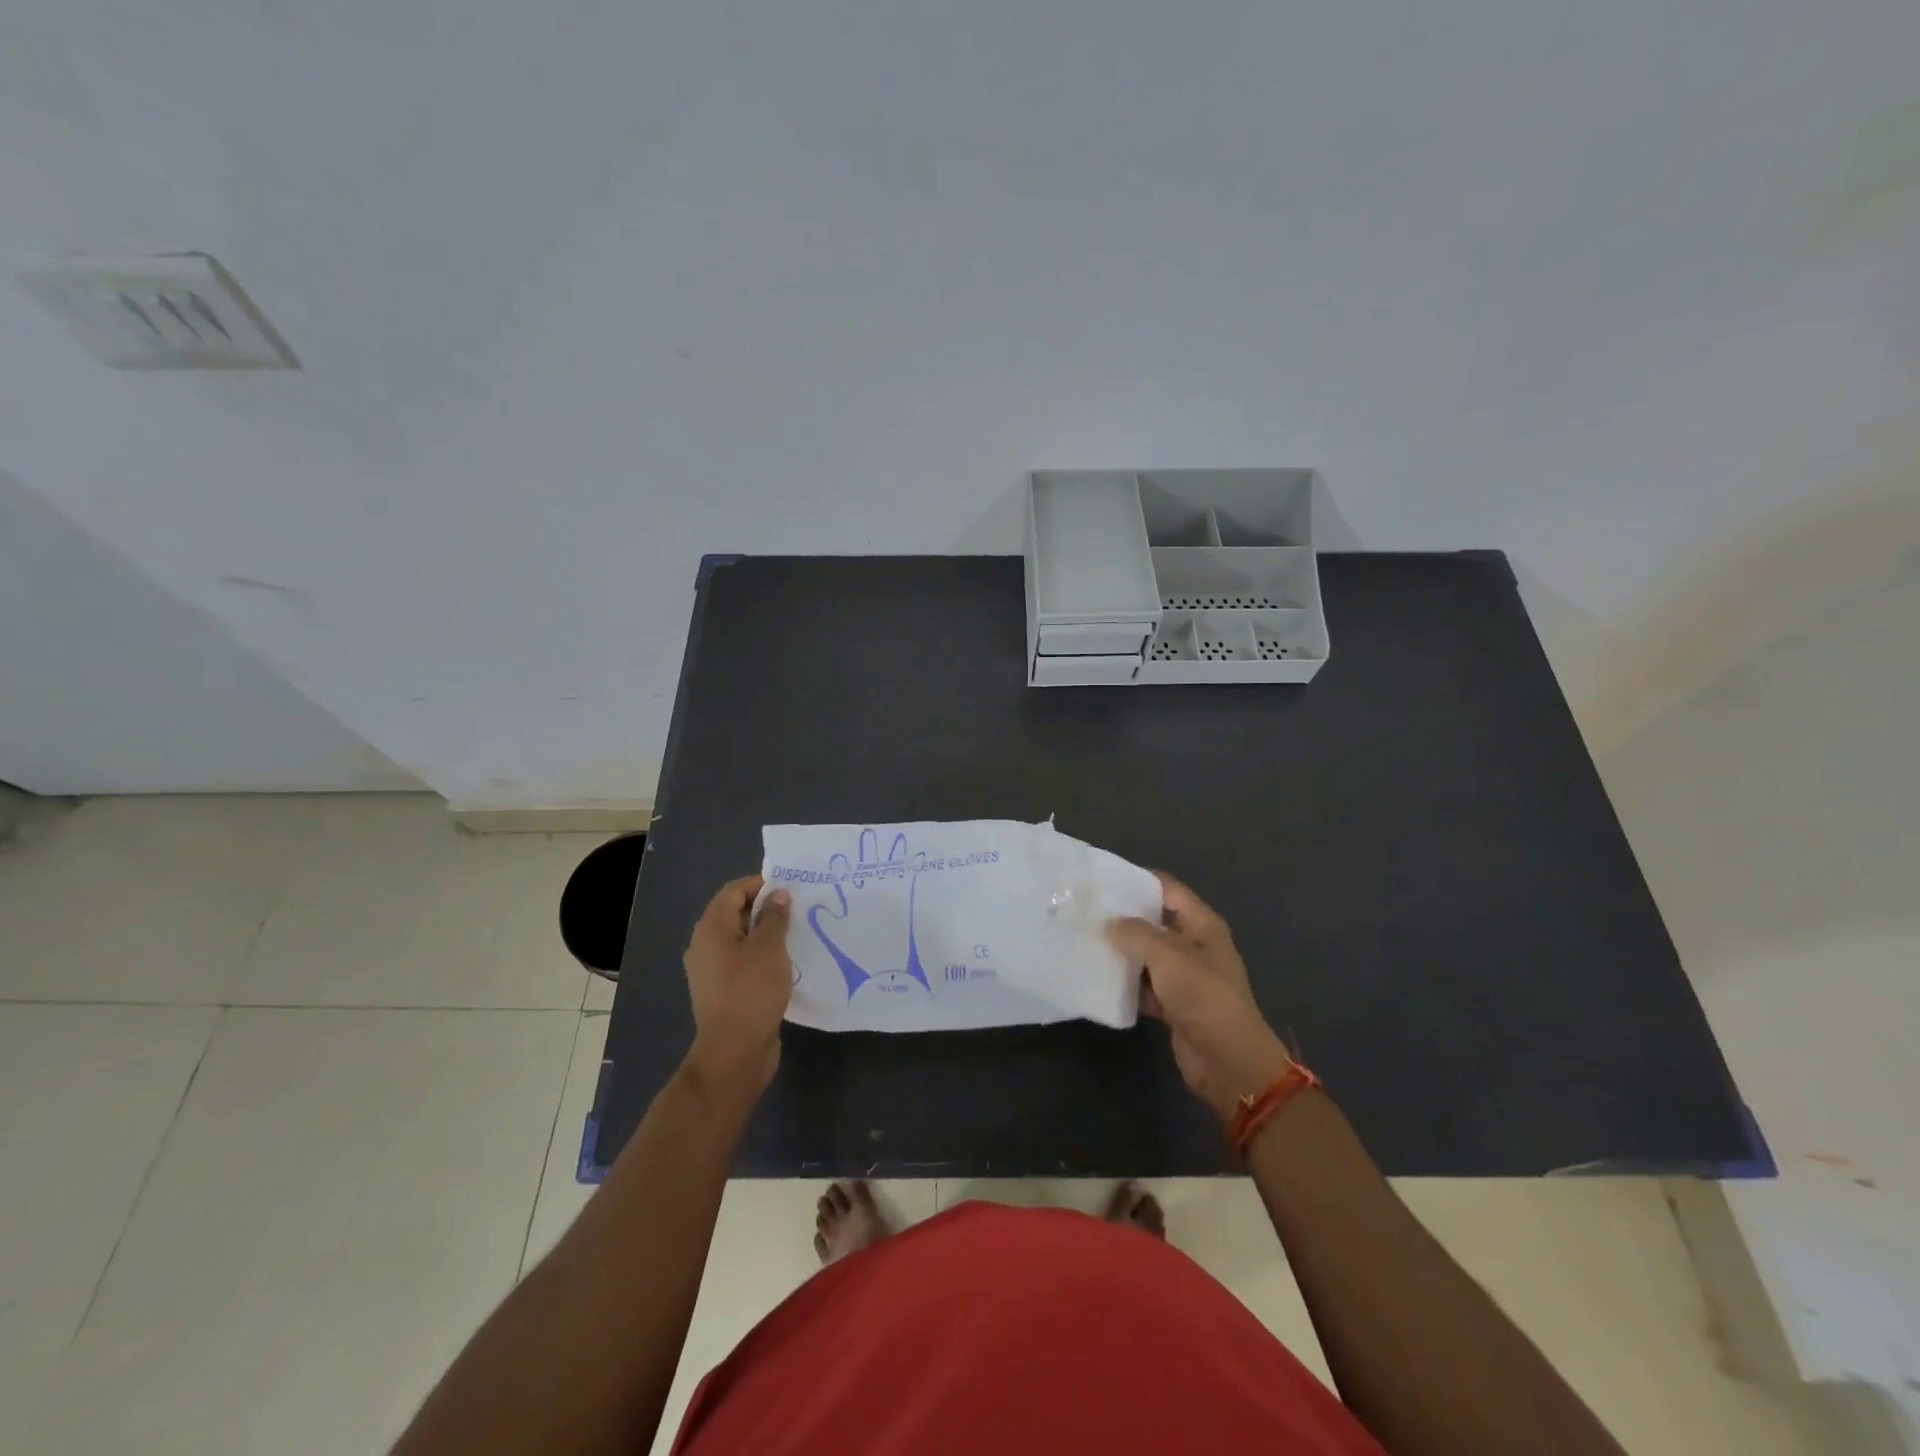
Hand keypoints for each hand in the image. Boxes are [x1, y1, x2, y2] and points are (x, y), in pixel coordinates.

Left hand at [683, 877, 793, 1094]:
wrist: (734, 1052)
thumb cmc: (751, 991)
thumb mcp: (770, 947)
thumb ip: (775, 917)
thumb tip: (778, 895)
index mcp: (711, 928)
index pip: (734, 891)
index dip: (761, 884)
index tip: (792, 888)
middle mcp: (705, 945)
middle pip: (736, 913)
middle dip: (767, 908)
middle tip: (800, 909)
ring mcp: (712, 970)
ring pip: (742, 940)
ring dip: (768, 934)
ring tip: (799, 933)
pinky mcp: (724, 991)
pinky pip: (744, 962)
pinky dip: (763, 956)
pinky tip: (788, 963)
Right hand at [1108, 872, 1294, 1123]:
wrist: (1226, 1059)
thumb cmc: (1202, 995)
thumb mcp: (1167, 954)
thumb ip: (1136, 933)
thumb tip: (1110, 922)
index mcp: (1202, 925)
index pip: (1169, 890)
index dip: (1139, 881)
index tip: (1103, 880)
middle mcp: (1195, 946)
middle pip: (1156, 922)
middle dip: (1125, 918)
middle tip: (1087, 912)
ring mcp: (1186, 978)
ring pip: (1148, 956)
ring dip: (1123, 953)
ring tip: (1085, 941)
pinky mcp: (1175, 1005)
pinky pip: (1146, 987)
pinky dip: (1128, 985)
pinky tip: (1099, 980)